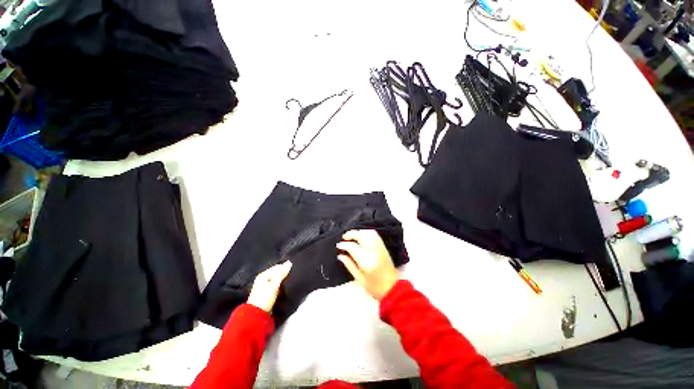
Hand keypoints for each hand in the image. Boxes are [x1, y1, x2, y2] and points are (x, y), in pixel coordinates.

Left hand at [247, 261, 291, 311]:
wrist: (256, 316)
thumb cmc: (264, 298)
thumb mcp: (274, 285)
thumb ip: (281, 274)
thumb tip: (289, 262)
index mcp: (263, 275)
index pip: (277, 267)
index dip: (285, 268)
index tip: (293, 269)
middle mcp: (262, 279)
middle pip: (276, 273)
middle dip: (283, 274)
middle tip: (292, 275)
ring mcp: (263, 287)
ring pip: (276, 280)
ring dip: (282, 280)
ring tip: (290, 281)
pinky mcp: (266, 294)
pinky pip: (275, 286)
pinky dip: (280, 286)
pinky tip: (284, 288)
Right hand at [336, 230, 398, 300]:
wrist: (393, 288)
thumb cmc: (375, 287)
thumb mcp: (359, 278)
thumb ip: (349, 265)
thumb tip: (340, 255)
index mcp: (366, 262)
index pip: (353, 247)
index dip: (344, 245)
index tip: (338, 245)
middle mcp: (374, 252)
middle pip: (361, 235)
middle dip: (351, 234)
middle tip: (344, 237)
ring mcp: (380, 248)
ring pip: (368, 233)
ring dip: (359, 232)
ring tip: (352, 236)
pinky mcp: (384, 247)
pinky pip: (375, 235)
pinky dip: (367, 232)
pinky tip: (361, 236)